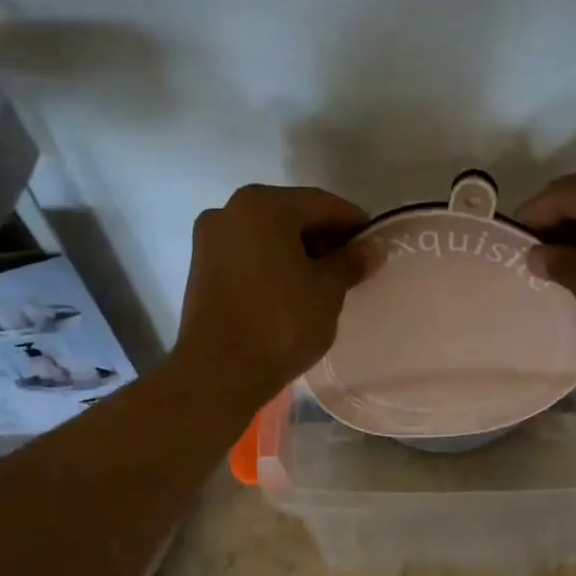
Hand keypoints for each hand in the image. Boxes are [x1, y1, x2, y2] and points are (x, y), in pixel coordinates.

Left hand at [174, 184, 368, 406]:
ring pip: (267, 235)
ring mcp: (210, 239)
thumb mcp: (327, 291)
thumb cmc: (280, 322)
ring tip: (323, 282)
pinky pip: (248, 255)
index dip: (354, 224)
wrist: (219, 371)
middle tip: (351, 266)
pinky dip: (272, 264)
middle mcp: (230, 210)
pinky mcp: (201, 268)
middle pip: (291, 215)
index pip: (322, 204)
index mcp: (263, 205)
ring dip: (297, 252)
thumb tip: (369, 250)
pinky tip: (292, 289)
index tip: (374, 246)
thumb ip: (349, 263)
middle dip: (323, 237)